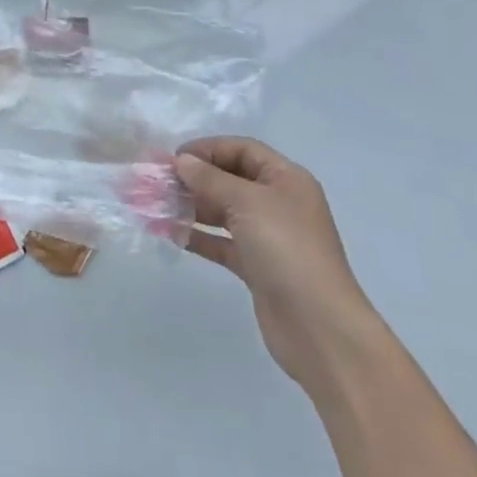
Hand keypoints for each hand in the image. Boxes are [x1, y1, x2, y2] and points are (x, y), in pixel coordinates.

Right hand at [175, 136, 383, 394]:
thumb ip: (210, 179)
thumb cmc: (286, 249)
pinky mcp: (257, 266)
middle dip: (194, 179)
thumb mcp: (246, 203)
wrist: (319, 327)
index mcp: (286, 179)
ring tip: (157, 207)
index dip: (207, 149)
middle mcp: (279, 202)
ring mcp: (269, 237)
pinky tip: (172, 234)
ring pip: (224, 212)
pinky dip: (199, 237)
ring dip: (192, 207)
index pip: (242, 150)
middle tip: (158, 183)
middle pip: (230, 179)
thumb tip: (182, 161)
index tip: (173, 158)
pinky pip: (223, 243)